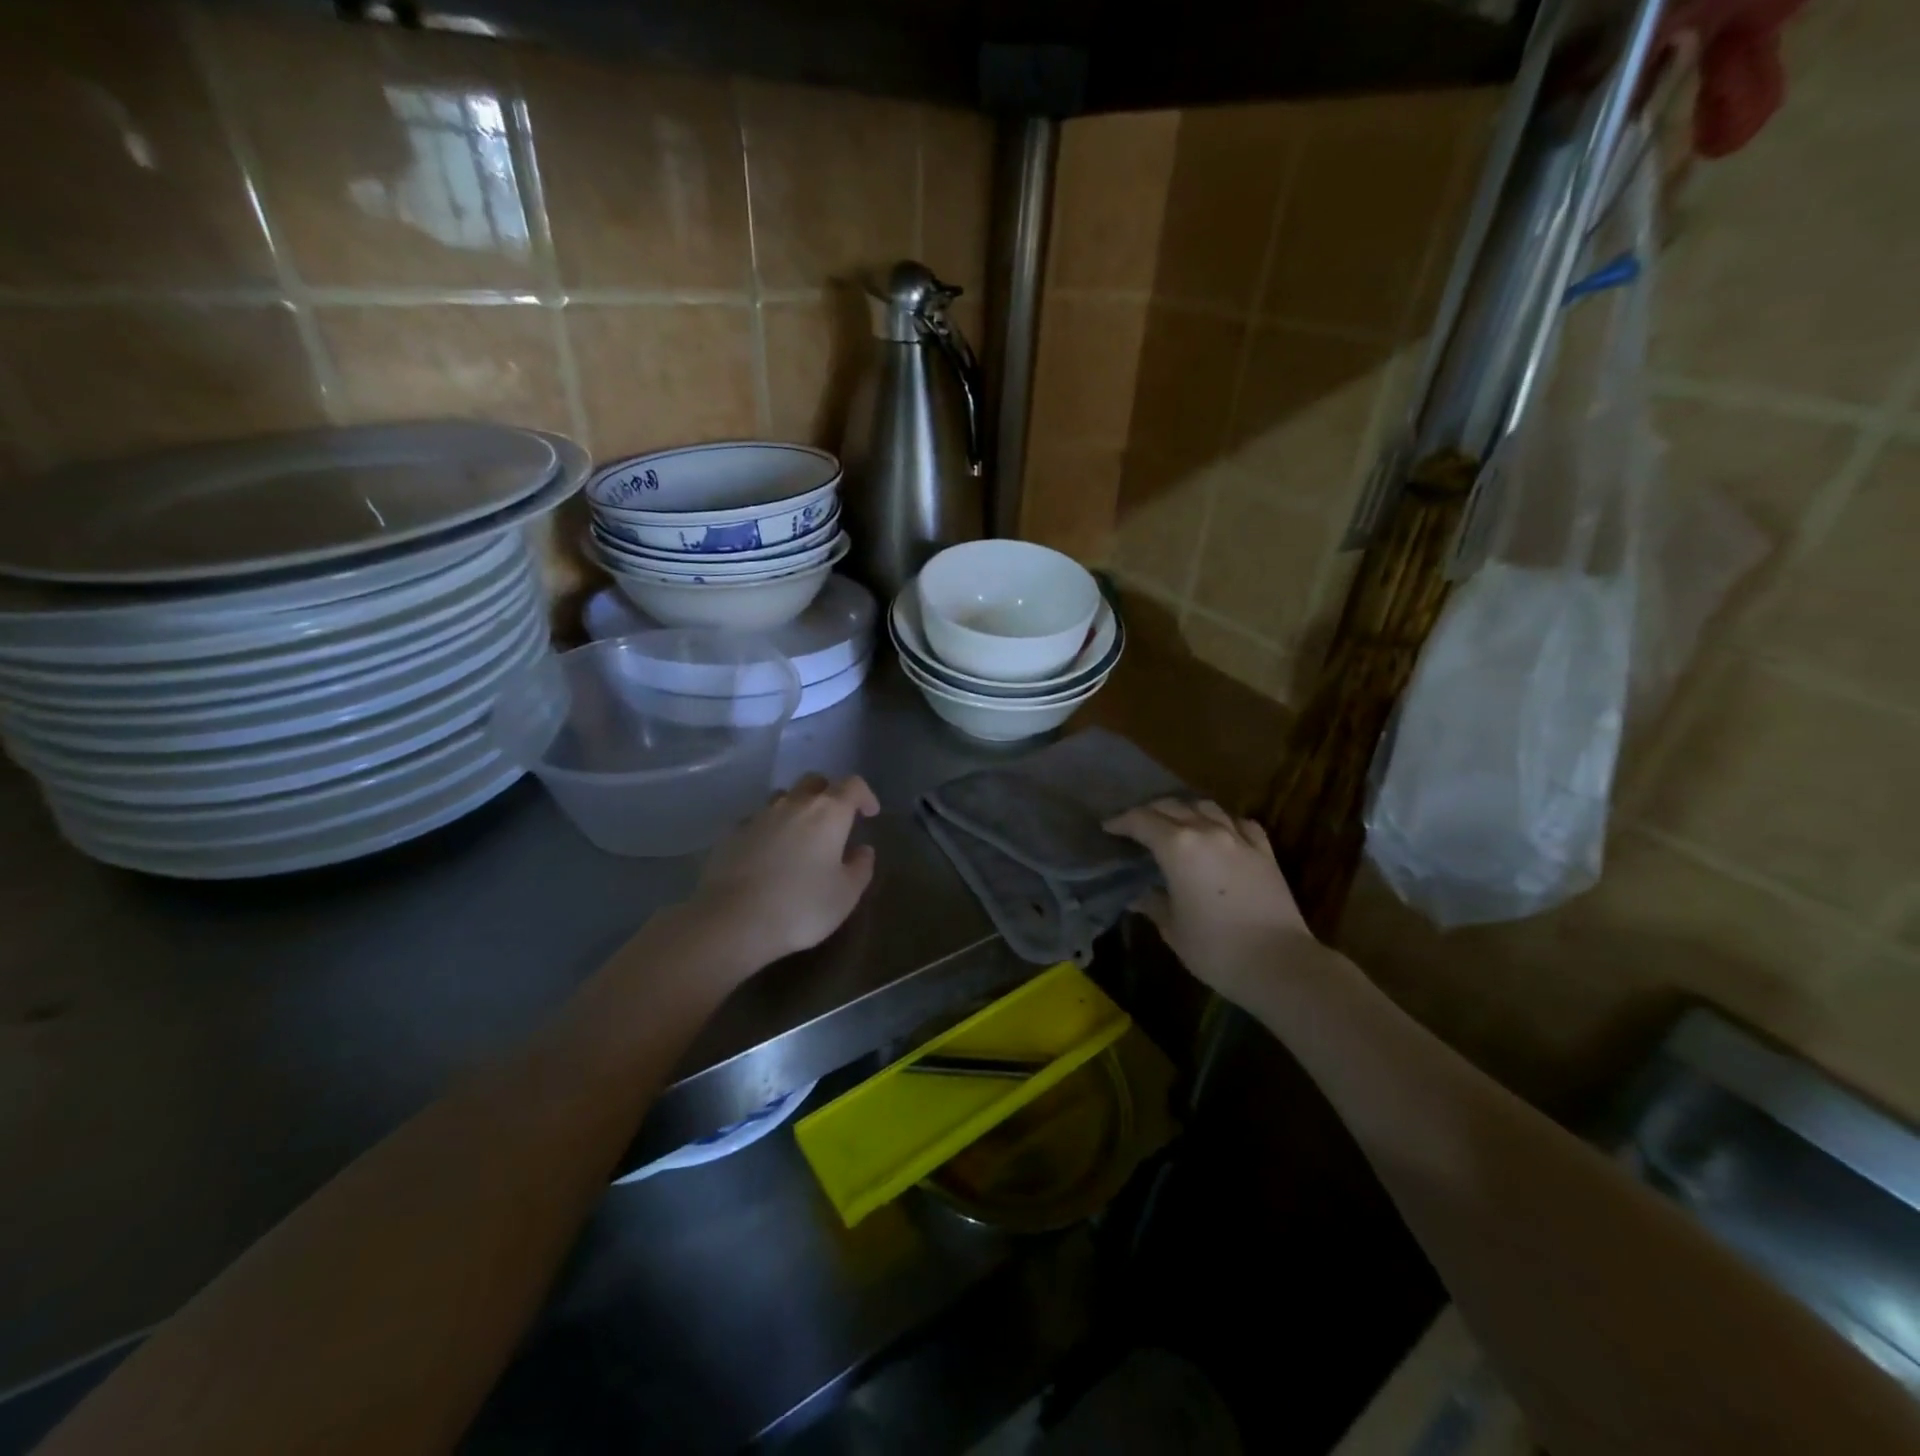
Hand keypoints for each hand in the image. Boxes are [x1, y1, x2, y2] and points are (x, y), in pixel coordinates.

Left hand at [686, 773, 880, 973]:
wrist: (732, 921)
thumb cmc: (800, 907)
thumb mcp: (845, 895)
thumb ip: (860, 868)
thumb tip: (862, 850)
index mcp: (828, 813)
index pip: (852, 786)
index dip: (864, 796)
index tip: (869, 813)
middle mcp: (793, 804)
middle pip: (814, 782)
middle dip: (828, 794)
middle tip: (835, 820)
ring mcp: (759, 816)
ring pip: (783, 797)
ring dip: (796, 808)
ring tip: (800, 837)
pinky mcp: (732, 834)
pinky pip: (757, 821)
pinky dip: (769, 830)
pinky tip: (768, 855)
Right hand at [1104, 798, 1321, 1005]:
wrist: (1279, 963)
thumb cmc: (1215, 949)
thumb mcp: (1173, 928)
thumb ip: (1153, 904)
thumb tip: (1138, 895)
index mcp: (1177, 847)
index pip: (1141, 821)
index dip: (1121, 822)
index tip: (1108, 828)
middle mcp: (1207, 832)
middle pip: (1172, 806)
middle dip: (1150, 812)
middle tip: (1136, 825)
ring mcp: (1239, 838)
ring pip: (1207, 807)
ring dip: (1186, 810)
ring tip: (1176, 822)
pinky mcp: (1265, 851)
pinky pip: (1239, 823)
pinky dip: (1223, 821)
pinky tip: (1220, 831)